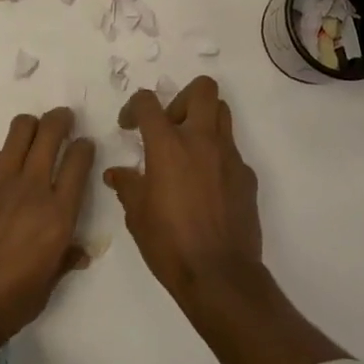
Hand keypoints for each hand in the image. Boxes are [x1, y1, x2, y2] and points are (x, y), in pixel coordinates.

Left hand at [0, 107, 94, 359]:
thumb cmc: (0, 310)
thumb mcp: (42, 293)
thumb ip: (62, 263)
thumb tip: (79, 252)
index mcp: (58, 216)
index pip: (79, 160)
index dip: (85, 147)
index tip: (84, 147)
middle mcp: (33, 188)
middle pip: (51, 131)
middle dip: (60, 119)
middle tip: (63, 121)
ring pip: (20, 130)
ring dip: (31, 126)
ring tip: (34, 133)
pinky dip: (2, 156)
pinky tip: (1, 170)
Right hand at [105, 77, 262, 304]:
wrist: (220, 275)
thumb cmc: (170, 244)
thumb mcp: (137, 216)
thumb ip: (127, 186)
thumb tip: (117, 174)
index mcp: (169, 145)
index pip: (148, 102)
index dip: (134, 106)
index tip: (129, 125)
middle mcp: (202, 140)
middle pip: (202, 88)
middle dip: (183, 97)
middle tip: (170, 125)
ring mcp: (229, 155)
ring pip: (222, 112)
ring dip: (204, 120)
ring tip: (189, 148)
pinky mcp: (246, 174)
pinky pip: (231, 150)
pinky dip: (217, 156)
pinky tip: (207, 185)